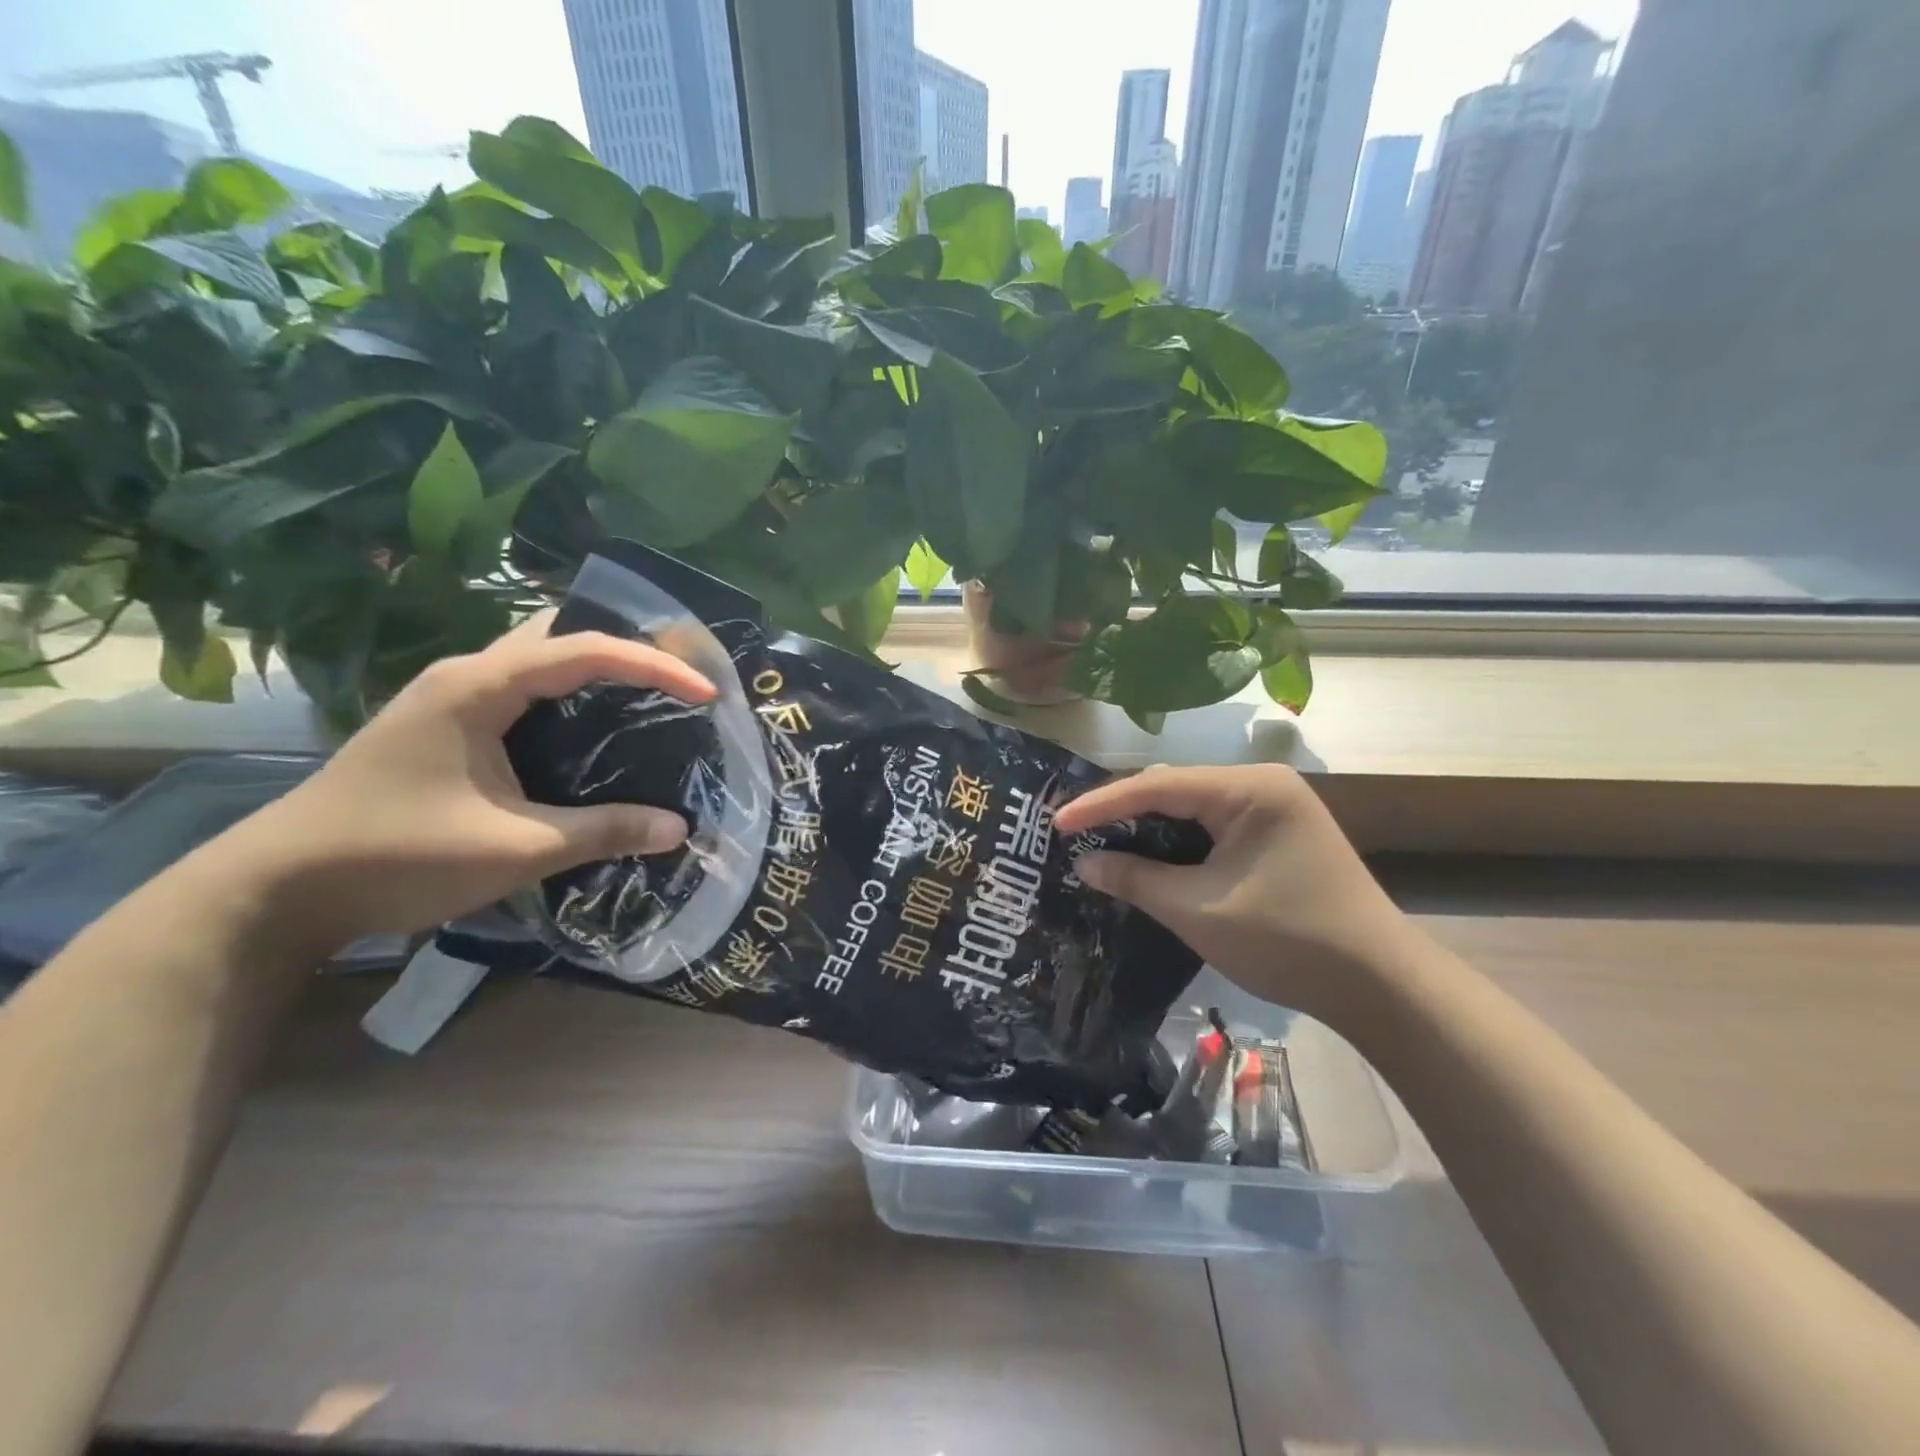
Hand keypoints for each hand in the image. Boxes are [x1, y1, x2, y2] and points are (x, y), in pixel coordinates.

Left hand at [225, 614, 714, 954]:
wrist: (277, 890)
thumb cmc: (398, 857)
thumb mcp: (516, 848)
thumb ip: (603, 831)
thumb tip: (680, 828)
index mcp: (480, 687)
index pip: (585, 651)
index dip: (654, 666)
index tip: (706, 692)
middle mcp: (465, 676)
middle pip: (558, 634)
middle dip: (624, 646)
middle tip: (678, 675)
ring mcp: (448, 699)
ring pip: (537, 659)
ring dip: (593, 668)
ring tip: (648, 696)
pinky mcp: (443, 726)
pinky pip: (521, 690)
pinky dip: (567, 696)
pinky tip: (589, 731)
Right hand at [1054, 765, 1417, 1025]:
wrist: (1380, 985)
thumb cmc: (1287, 940)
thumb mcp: (1198, 910)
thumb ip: (1136, 880)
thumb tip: (1084, 864)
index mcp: (1248, 789)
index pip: (1157, 785)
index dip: (1101, 804)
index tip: (1056, 823)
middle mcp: (1262, 784)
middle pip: (1174, 788)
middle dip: (1122, 812)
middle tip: (1074, 834)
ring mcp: (1275, 807)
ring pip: (1192, 806)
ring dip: (1149, 827)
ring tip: (1101, 843)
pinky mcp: (1278, 832)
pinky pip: (1214, 825)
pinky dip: (1178, 841)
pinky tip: (1150, 856)